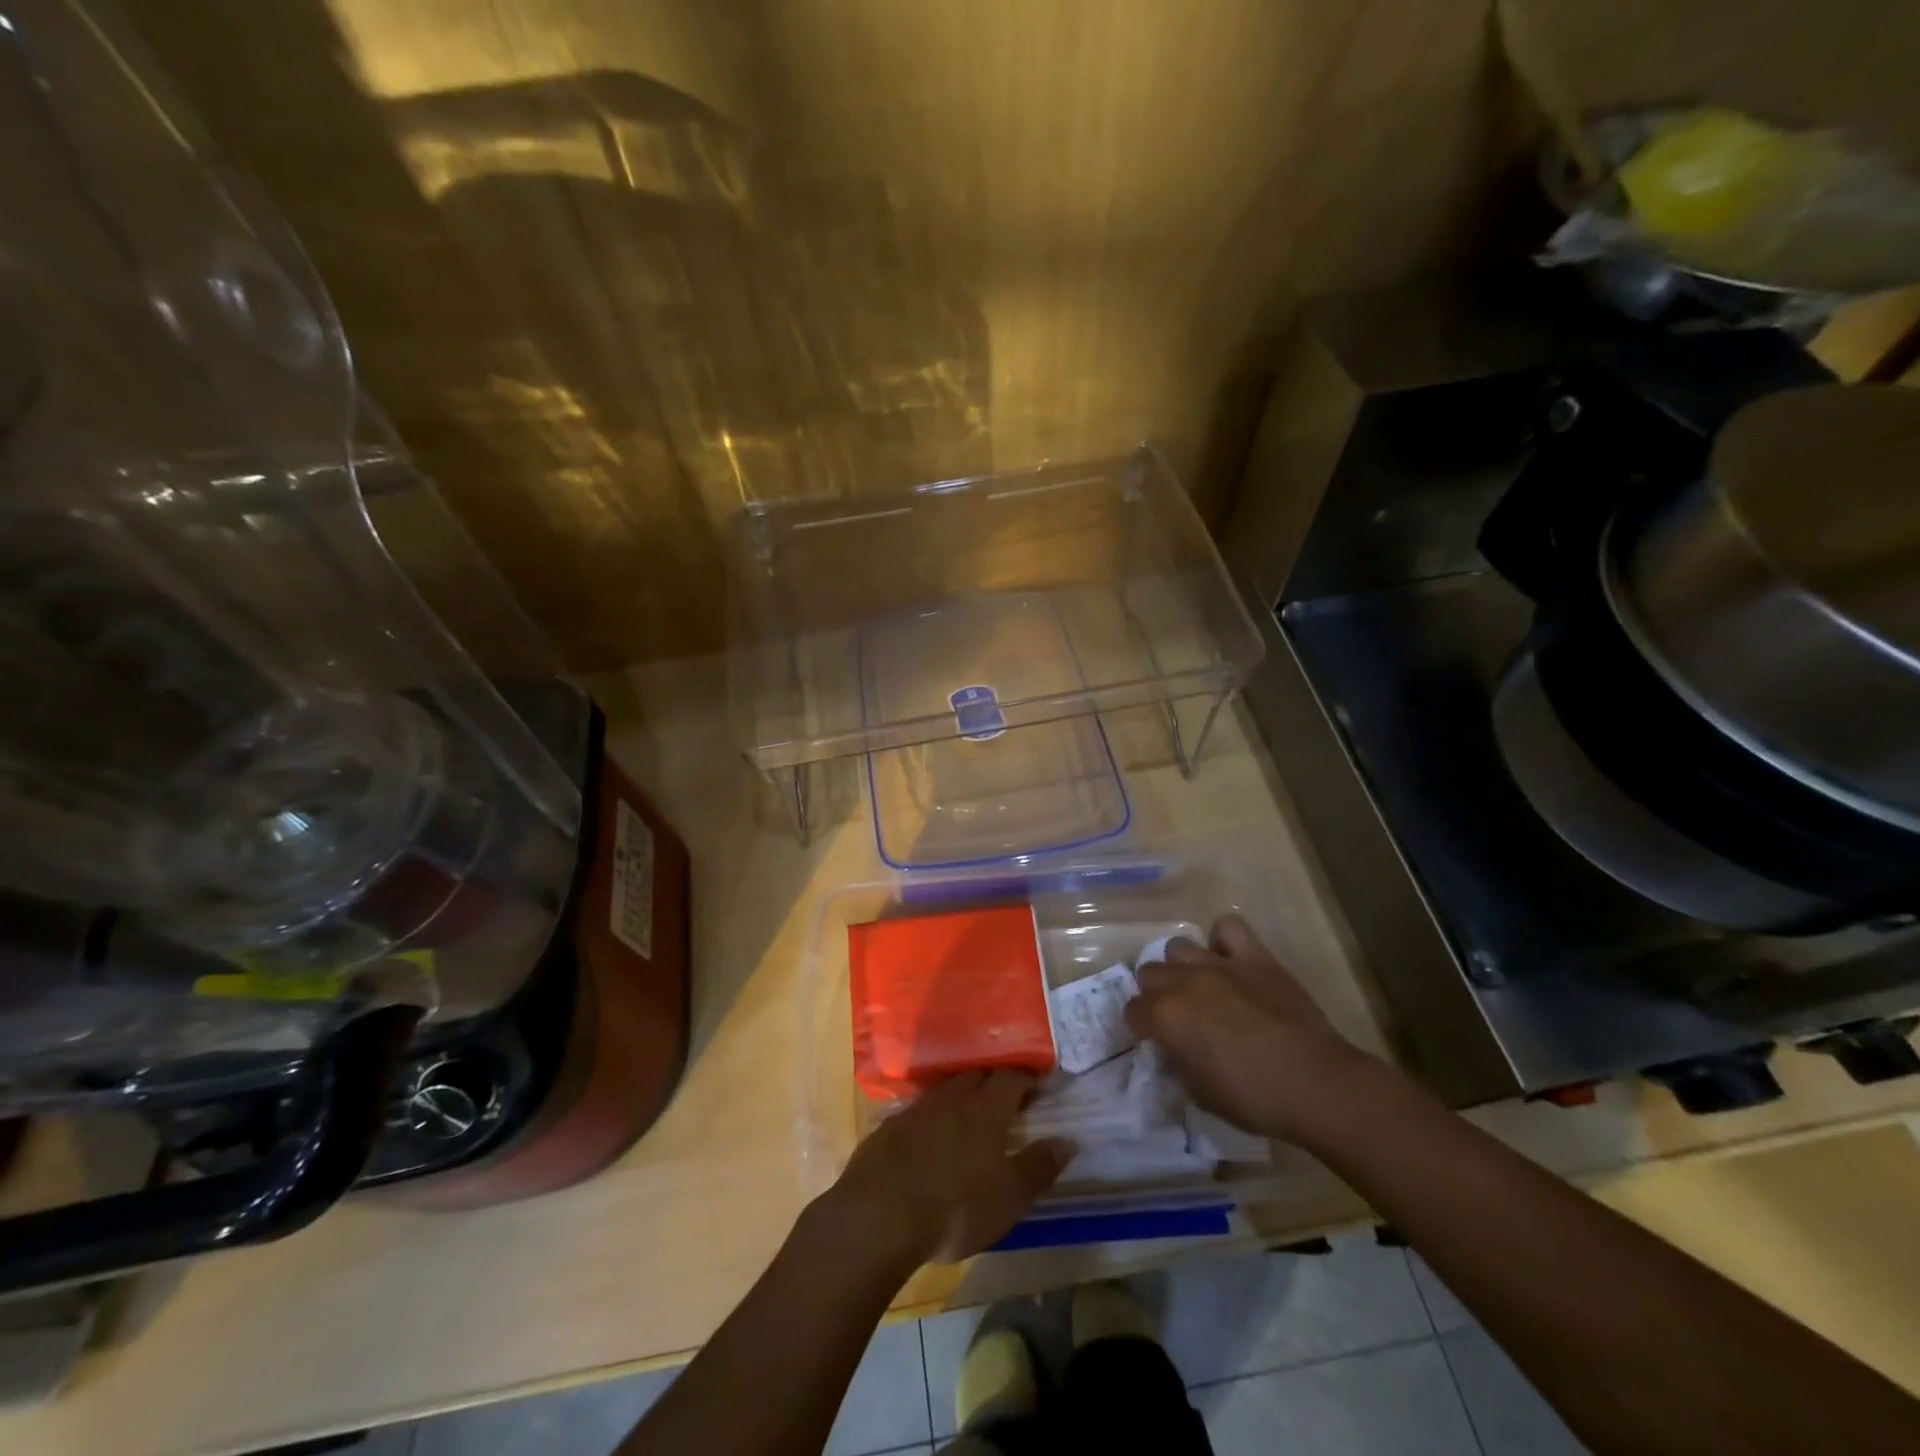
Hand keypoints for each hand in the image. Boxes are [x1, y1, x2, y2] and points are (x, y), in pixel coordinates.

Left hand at [818, 1071, 1072, 1267]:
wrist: (879, 1215)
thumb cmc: (955, 1206)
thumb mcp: (1008, 1197)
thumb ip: (1038, 1166)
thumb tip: (1068, 1141)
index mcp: (986, 1108)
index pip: (1011, 1077)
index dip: (1026, 1078)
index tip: (1037, 1085)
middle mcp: (952, 1098)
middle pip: (976, 1076)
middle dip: (992, 1083)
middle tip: (1005, 1100)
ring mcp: (917, 1109)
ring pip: (946, 1092)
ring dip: (961, 1098)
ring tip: (969, 1118)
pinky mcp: (889, 1128)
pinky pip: (918, 1113)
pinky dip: (931, 1119)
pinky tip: (930, 1141)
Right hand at [1125, 914, 1373, 1143]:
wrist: (1316, 1084)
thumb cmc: (1254, 1099)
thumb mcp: (1199, 1094)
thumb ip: (1177, 1062)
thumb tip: (1173, 1048)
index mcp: (1166, 1016)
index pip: (1132, 1011)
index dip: (1141, 1027)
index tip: (1155, 1040)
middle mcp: (1184, 981)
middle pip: (1149, 973)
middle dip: (1157, 994)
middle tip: (1178, 1016)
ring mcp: (1219, 964)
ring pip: (1178, 947)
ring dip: (1183, 968)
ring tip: (1201, 987)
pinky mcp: (1254, 956)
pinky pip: (1228, 927)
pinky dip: (1223, 941)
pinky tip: (1230, 961)